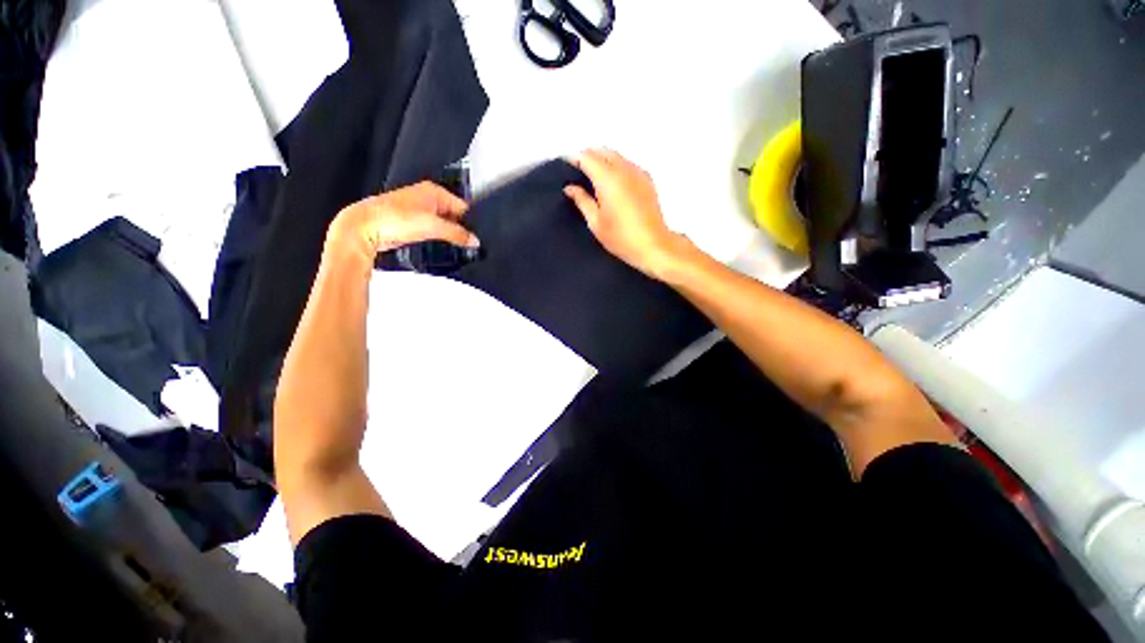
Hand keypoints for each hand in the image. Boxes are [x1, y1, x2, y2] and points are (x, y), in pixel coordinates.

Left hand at [325, 182, 479, 263]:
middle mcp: (428, 198)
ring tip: (454, 246)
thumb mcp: (433, 226)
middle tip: (466, 243)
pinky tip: (440, 246)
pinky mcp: (413, 223)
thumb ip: (457, 234)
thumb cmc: (393, 218)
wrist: (365, 228)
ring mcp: (420, 211)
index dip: (471, 222)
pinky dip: (438, 238)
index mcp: (434, 191)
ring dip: (448, 235)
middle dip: (460, 229)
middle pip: (454, 216)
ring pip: (444, 225)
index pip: (463, 206)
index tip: (476, 237)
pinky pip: (433, 231)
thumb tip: (474, 240)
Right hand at [564, 149, 688, 278]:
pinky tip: (612, 182)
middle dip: (588, 155)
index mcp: (608, 179)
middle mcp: (624, 169)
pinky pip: (628, 164)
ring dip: (603, 159)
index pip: (587, 157)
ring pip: (616, 155)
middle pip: (602, 151)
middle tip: (577, 170)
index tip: (565, 164)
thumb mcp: (595, 222)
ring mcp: (638, 173)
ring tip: (593, 176)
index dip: (574, 159)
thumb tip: (570, 188)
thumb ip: (582, 201)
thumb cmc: (621, 238)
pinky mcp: (647, 180)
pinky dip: (617, 166)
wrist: (653, 245)